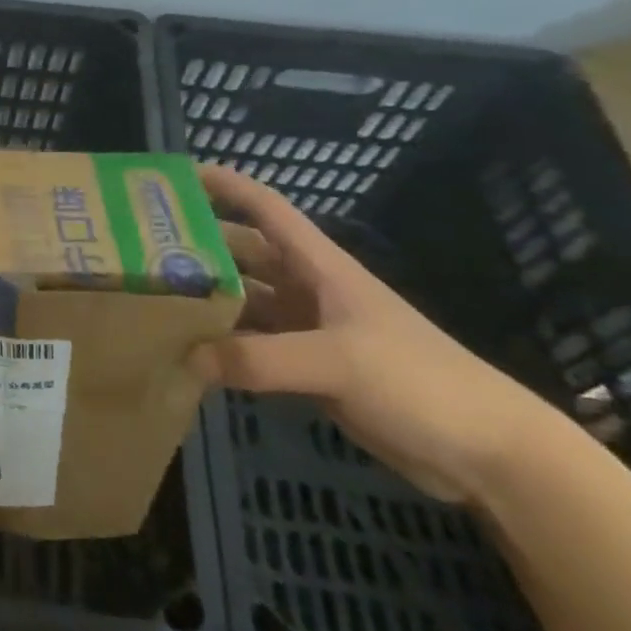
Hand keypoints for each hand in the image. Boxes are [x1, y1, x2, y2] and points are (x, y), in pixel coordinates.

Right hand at [188, 164, 560, 504]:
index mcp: (320, 268)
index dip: (226, 186)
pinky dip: (222, 347)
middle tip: (142, 248)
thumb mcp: (337, 362)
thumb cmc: (419, 382)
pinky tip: (187, 354)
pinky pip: (252, 347)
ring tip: (152, 299)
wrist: (488, 454)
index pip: (267, 209)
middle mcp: (308, 290)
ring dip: (206, 300)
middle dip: (199, 246)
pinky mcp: (309, 369)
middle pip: (243, 254)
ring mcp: (309, 330)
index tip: (177, 176)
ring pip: (244, 302)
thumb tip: (187, 357)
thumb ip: (260, 359)